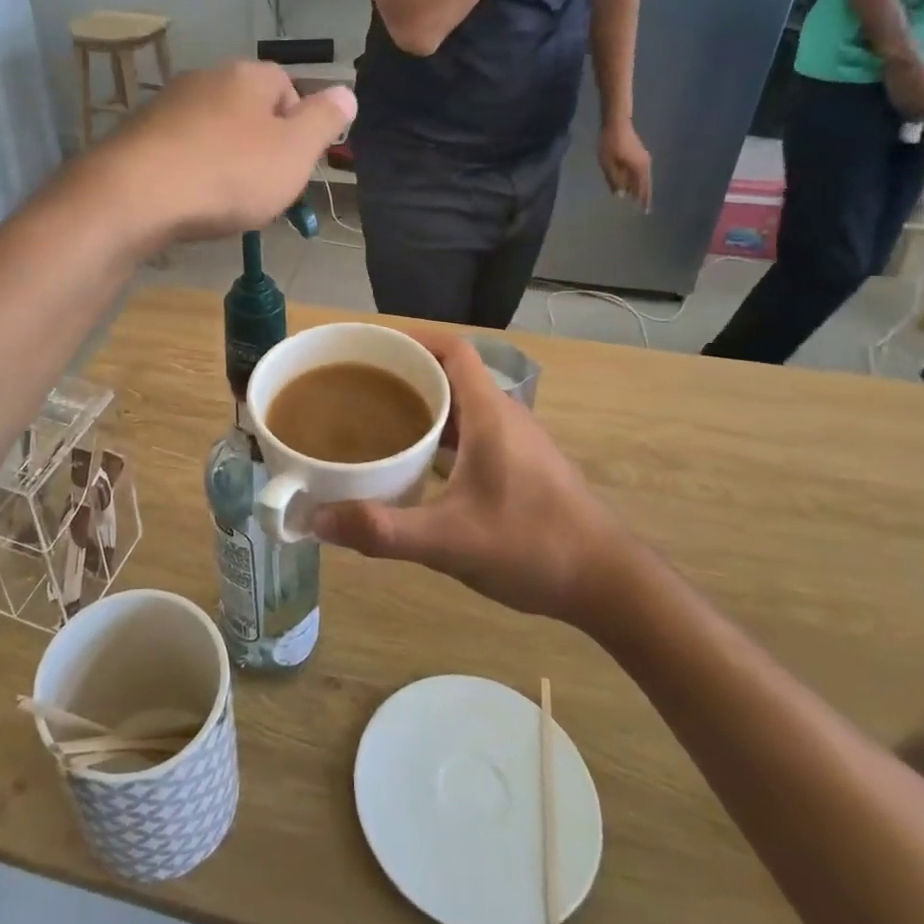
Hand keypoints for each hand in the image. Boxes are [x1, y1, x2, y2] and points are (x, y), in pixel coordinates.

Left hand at [95, 62, 354, 243]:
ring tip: (222, 200)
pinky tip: (188, 199)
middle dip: (259, 146)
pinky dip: (190, 170)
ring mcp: (167, 104)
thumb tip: (347, 91)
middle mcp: (206, 77)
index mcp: (249, 75)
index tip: (293, 167)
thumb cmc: (229, 174)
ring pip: (212, 130)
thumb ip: (325, 121)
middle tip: (261, 189)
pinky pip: (179, 150)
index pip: (288, 87)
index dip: (298, 128)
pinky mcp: (137, 134)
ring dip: (223, 159)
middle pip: (248, 109)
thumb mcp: (295, 152)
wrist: (136, 195)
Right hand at [312, 335, 632, 621]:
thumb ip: (383, 530)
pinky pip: (473, 433)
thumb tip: (317, 520)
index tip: (369, 350)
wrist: (605, 583)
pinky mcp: (522, 466)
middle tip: (357, 389)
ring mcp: (517, 442)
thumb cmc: (531, 546)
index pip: (452, 350)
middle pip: (452, 374)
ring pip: (463, 406)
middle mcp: (505, 417)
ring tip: (376, 422)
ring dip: (424, 406)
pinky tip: (416, 465)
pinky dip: (442, 435)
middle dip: (406, 374)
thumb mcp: (449, 541)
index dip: (412, 340)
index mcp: (490, 414)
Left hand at [598, 120, 652, 208]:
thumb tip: (621, 195)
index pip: (643, 188)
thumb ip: (615, 180)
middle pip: (645, 183)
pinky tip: (631, 182)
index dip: (643, 200)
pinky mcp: (638, 153)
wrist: (616, 122)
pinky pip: (639, 170)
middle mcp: (645, 164)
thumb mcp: (608, 165)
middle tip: (642, 207)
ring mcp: (643, 157)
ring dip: (639, 187)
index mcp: (639, 168)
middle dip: (642, 195)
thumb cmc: (610, 144)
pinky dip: (637, 179)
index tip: (645, 211)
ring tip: (636, 197)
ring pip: (643, 177)